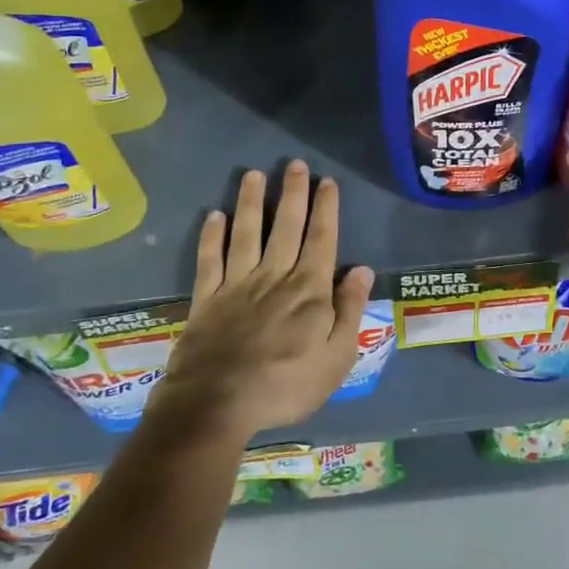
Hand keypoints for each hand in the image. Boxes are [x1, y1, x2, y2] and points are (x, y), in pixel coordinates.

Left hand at [153, 161, 374, 444]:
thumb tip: (362, 270)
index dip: (325, 208)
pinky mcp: (206, 298)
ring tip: (254, 175)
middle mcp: (274, 276)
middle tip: (294, 164)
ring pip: (246, 233)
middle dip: (292, 193)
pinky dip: (211, 236)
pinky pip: (209, 259)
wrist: (217, 404)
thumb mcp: (336, 358)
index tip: (326, 181)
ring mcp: (236, 284)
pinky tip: (214, 216)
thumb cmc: (286, 385)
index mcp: (309, 289)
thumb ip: (350, 311)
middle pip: (286, 227)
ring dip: (251, 202)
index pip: (322, 239)